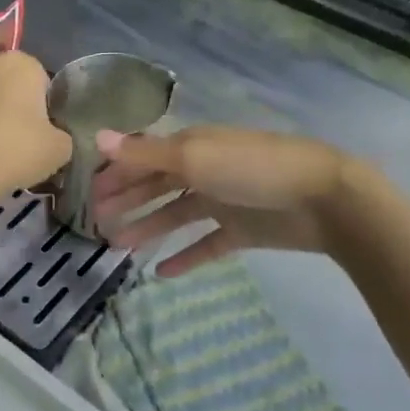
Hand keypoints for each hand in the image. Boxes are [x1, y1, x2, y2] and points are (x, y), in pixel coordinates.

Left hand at [0, 52, 71, 201]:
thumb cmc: (14, 152)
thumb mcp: (59, 150)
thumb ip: (61, 135)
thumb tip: (53, 136)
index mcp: (20, 63)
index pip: (40, 78)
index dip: (43, 104)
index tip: (41, 129)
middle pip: (6, 81)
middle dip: (11, 101)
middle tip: (17, 136)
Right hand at [91, 125, 361, 276]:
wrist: (322, 197)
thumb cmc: (252, 169)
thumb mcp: (194, 156)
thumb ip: (145, 153)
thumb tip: (98, 138)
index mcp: (192, 146)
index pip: (144, 158)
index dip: (115, 173)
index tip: (88, 194)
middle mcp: (204, 170)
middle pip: (156, 185)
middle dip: (126, 201)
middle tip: (96, 223)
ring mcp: (224, 201)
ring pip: (176, 215)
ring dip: (148, 227)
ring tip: (118, 248)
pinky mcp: (242, 230)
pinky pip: (206, 244)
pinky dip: (185, 256)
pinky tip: (162, 272)